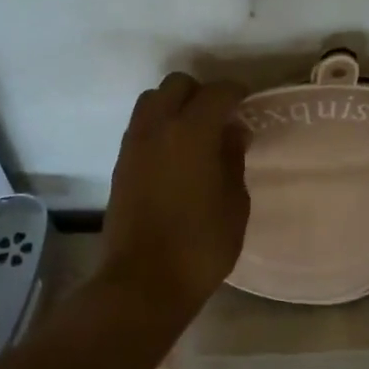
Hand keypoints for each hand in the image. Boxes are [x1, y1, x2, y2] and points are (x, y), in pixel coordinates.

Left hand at [101, 72, 250, 313]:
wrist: (142, 282)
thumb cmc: (200, 245)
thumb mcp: (234, 204)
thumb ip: (233, 159)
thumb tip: (232, 131)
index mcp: (191, 131)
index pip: (216, 93)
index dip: (235, 92)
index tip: (247, 101)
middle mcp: (158, 127)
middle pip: (177, 85)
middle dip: (201, 92)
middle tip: (220, 117)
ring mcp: (134, 144)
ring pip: (152, 101)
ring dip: (175, 105)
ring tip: (195, 133)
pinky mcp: (120, 163)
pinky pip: (141, 126)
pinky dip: (159, 125)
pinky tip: (176, 152)